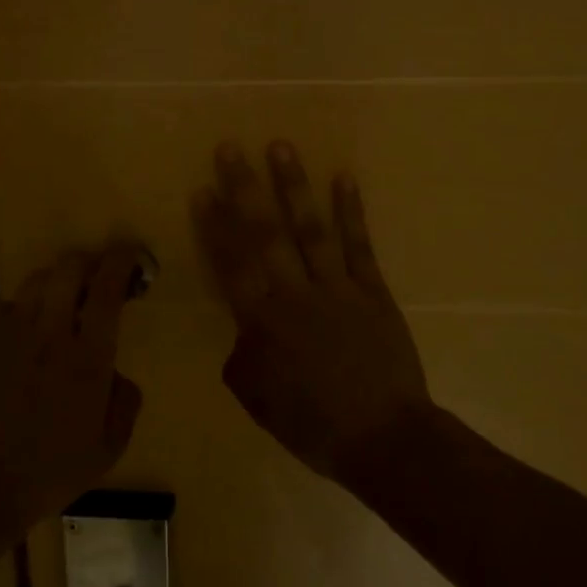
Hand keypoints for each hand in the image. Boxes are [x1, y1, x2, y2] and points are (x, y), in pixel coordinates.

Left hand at [0, 245, 143, 534]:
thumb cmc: (52, 471)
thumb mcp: (109, 448)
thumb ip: (125, 403)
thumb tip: (118, 374)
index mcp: (88, 358)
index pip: (106, 291)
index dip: (120, 263)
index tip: (128, 253)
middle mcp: (51, 334)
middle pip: (68, 270)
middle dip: (87, 261)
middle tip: (96, 273)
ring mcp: (13, 335)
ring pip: (36, 280)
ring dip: (55, 279)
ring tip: (61, 295)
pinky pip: (8, 305)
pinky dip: (24, 305)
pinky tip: (27, 325)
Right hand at [194, 142, 434, 484]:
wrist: (384, 439)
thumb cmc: (314, 426)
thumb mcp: (258, 400)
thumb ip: (242, 357)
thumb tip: (243, 330)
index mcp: (263, 323)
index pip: (231, 265)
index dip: (214, 226)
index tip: (202, 190)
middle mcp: (295, 294)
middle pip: (264, 234)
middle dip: (244, 189)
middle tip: (230, 148)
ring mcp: (337, 288)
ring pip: (310, 228)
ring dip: (294, 186)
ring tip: (281, 147)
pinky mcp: (371, 290)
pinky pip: (359, 245)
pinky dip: (351, 211)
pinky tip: (344, 178)